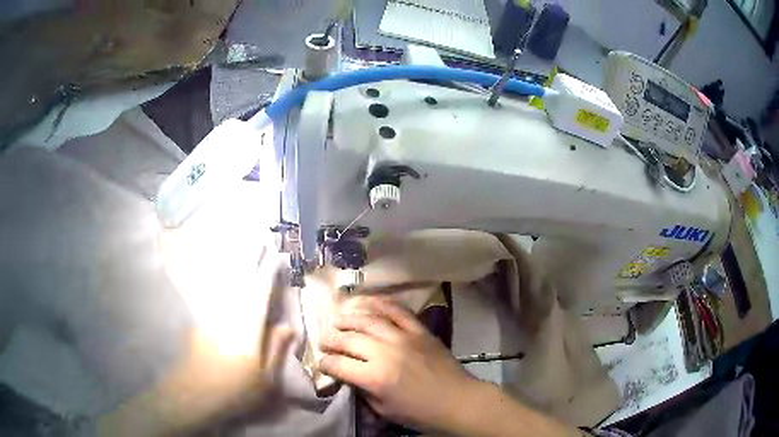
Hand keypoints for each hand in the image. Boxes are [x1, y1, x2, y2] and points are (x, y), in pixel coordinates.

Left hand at [115, 181, 295, 434]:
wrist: (194, 395)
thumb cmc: (235, 390)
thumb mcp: (265, 379)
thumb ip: (276, 350)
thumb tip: (288, 326)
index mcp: (247, 329)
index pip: (260, 294)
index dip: (268, 274)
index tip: (277, 254)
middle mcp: (228, 316)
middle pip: (240, 281)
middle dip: (250, 257)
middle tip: (257, 236)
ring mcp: (210, 317)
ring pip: (224, 283)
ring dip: (233, 263)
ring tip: (240, 245)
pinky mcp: (199, 323)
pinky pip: (212, 293)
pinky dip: (217, 279)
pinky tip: (219, 273)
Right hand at [318, 297, 478, 432]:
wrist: (457, 400)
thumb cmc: (419, 413)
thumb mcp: (383, 410)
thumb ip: (362, 390)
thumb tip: (347, 374)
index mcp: (374, 377)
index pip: (338, 364)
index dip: (324, 363)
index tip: (321, 362)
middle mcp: (385, 352)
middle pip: (348, 338)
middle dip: (330, 339)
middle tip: (324, 341)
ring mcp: (403, 337)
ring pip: (368, 319)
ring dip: (348, 318)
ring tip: (337, 320)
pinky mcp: (419, 330)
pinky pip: (397, 310)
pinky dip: (379, 303)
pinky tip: (366, 302)